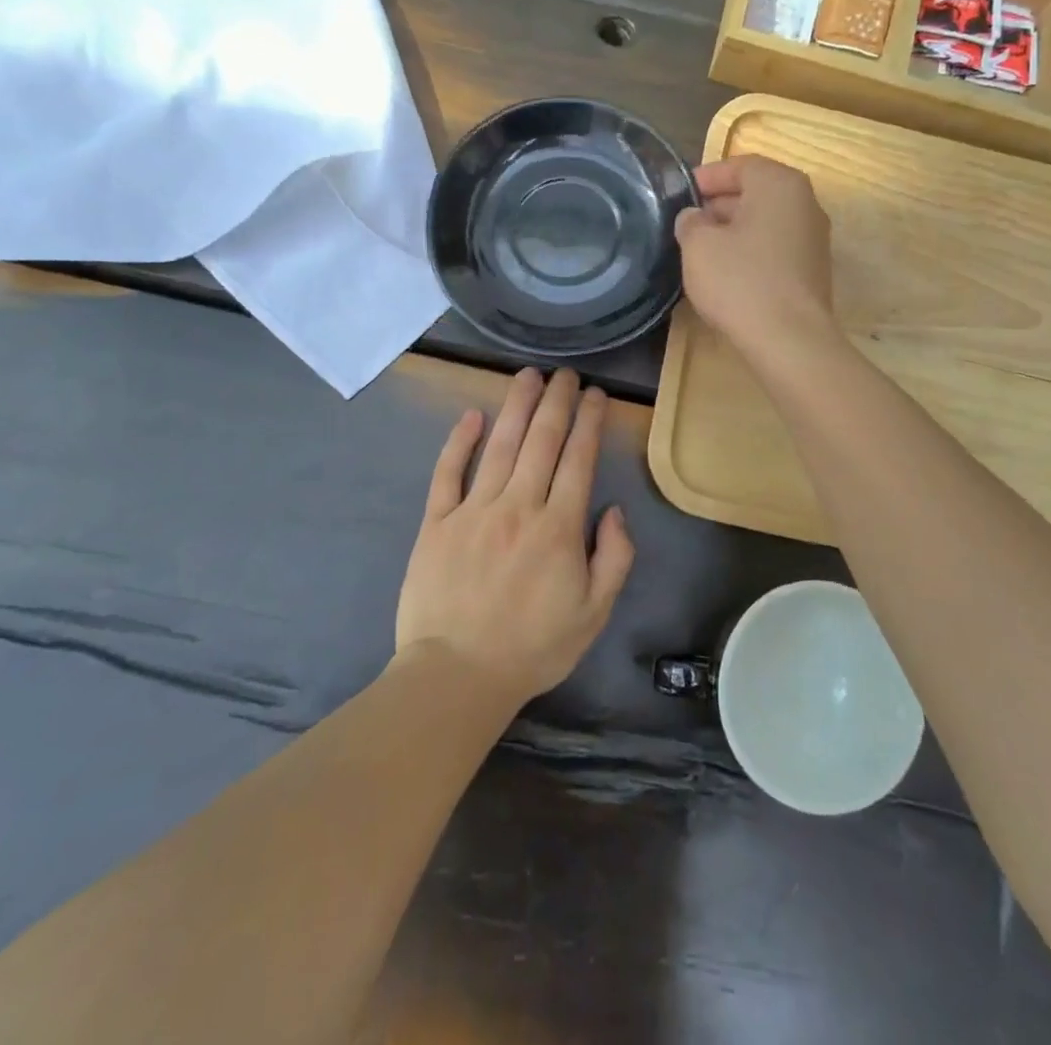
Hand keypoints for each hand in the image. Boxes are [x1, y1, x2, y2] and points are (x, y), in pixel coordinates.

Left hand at [395, 368, 634, 705]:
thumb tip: (614, 511)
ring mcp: (473, 510)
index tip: (595, 394)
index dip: (588, 421)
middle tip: (565, 373)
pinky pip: (448, 472)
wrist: (457, 676)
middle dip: (557, 401)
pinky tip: (472, 416)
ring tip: (529, 376)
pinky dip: (459, 441)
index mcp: (558, 528)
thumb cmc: (532, 647)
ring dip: (517, 406)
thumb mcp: (593, 614)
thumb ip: (614, 558)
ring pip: (500, 445)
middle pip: (541, 441)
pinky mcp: (436, 522)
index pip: (578, 459)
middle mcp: (518, 506)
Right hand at [674, 155, 837, 361]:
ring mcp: (814, 239)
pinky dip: (751, 251)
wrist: (789, 339)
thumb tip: (695, 217)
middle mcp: (805, 203)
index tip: (682, 193)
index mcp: (779, 184)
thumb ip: (691, 222)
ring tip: (702, 249)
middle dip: (721, 204)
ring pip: (766, 222)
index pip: (741, 166)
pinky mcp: (813, 270)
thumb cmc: (740, 281)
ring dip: (735, 229)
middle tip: (688, 221)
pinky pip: (776, 248)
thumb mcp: (698, 245)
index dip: (708, 177)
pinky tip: (728, 272)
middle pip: (757, 192)